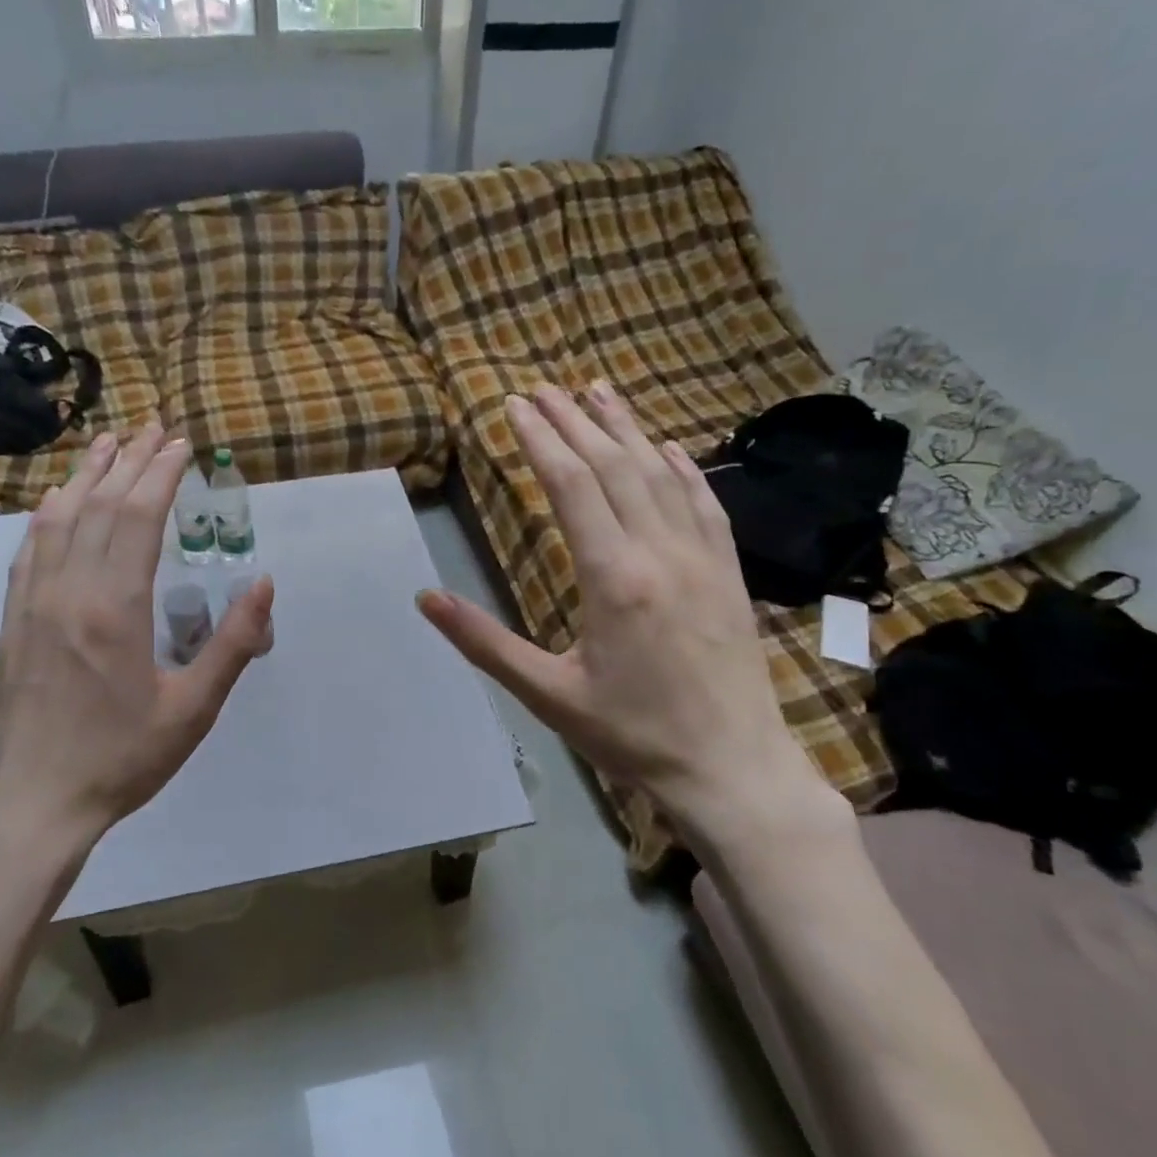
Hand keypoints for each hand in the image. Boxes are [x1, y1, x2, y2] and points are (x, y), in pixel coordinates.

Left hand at [0, 424, 273, 856]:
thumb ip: (231, 643)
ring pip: (59, 519)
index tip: (181, 445)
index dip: (160, 475)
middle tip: (154, 428)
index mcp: (115, 608)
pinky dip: (48, 514)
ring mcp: (33, 603)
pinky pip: (29, 549)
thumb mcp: (193, 709)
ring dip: (86, 476)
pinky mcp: (13, 620)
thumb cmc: (121, 759)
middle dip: (130, 461)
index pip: (137, 518)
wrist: (31, 802)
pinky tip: (57, 501)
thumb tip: (264, 584)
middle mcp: (69, 591)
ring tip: (108, 443)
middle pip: (99, 506)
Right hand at [416, 383, 849, 862]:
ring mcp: (703, 558)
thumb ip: (485, 643)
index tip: (514, 405)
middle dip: (574, 420)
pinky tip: (666, 447)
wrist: (730, 769)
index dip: (540, 439)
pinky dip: (681, 466)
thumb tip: (425, 598)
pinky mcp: (728, 572)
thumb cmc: (631, 735)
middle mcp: (660, 552)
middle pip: (613, 466)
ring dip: (626, 428)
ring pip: (661, 473)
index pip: (571, 485)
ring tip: (598, 391)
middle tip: (543, 387)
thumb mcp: (547, 694)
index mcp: (613, 578)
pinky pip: (705, 503)